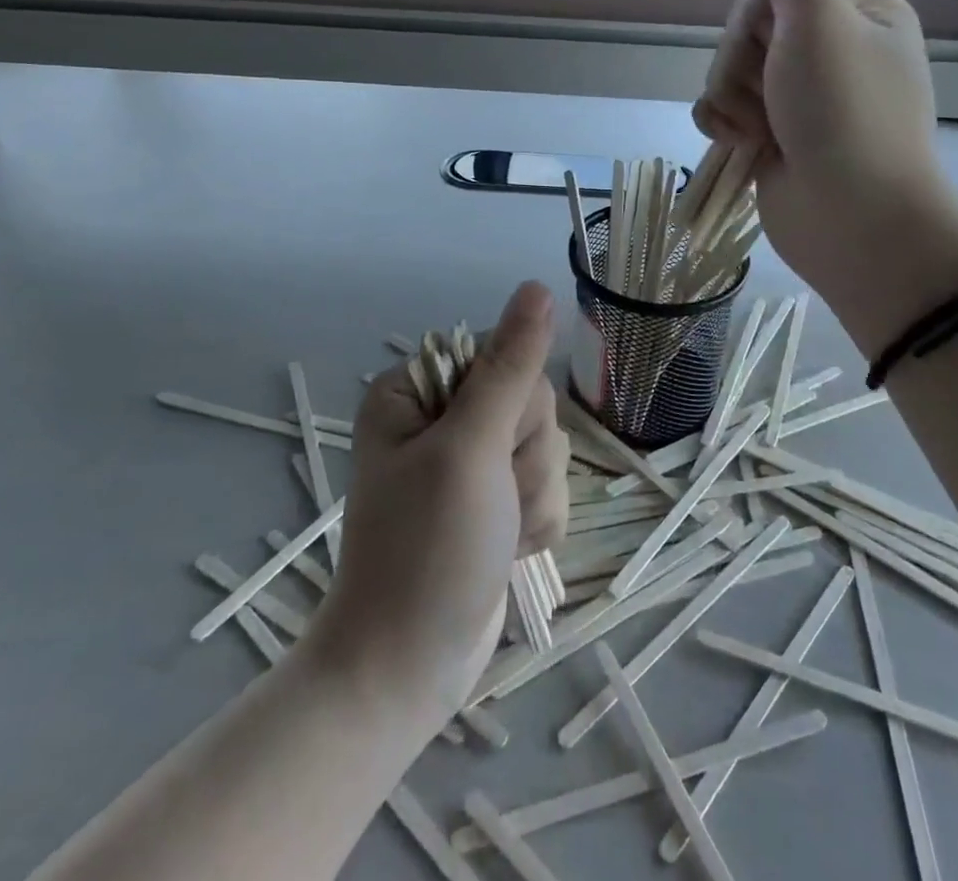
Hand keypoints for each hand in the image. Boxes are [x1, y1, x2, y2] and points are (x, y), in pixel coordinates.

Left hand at [311, 282, 568, 725]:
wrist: (408, 670)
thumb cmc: (427, 552)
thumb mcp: (469, 449)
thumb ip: (510, 366)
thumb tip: (538, 287)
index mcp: (418, 390)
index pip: (504, 355)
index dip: (512, 404)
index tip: (485, 449)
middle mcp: (443, 417)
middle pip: (531, 403)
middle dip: (524, 458)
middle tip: (489, 499)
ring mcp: (472, 462)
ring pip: (547, 447)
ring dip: (534, 496)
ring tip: (496, 533)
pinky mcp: (496, 500)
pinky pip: (549, 486)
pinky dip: (538, 522)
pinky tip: (509, 549)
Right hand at [693, 0, 957, 342]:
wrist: (850, 222)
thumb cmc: (845, 114)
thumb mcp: (816, 21)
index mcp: (857, 12)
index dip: (764, 9)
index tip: (778, 35)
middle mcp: (828, 49)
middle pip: (747, 26)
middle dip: (745, 62)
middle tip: (774, 93)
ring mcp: (796, 95)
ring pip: (727, 69)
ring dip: (733, 99)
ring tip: (763, 131)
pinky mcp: (769, 132)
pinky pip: (721, 108)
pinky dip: (725, 125)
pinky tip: (744, 146)